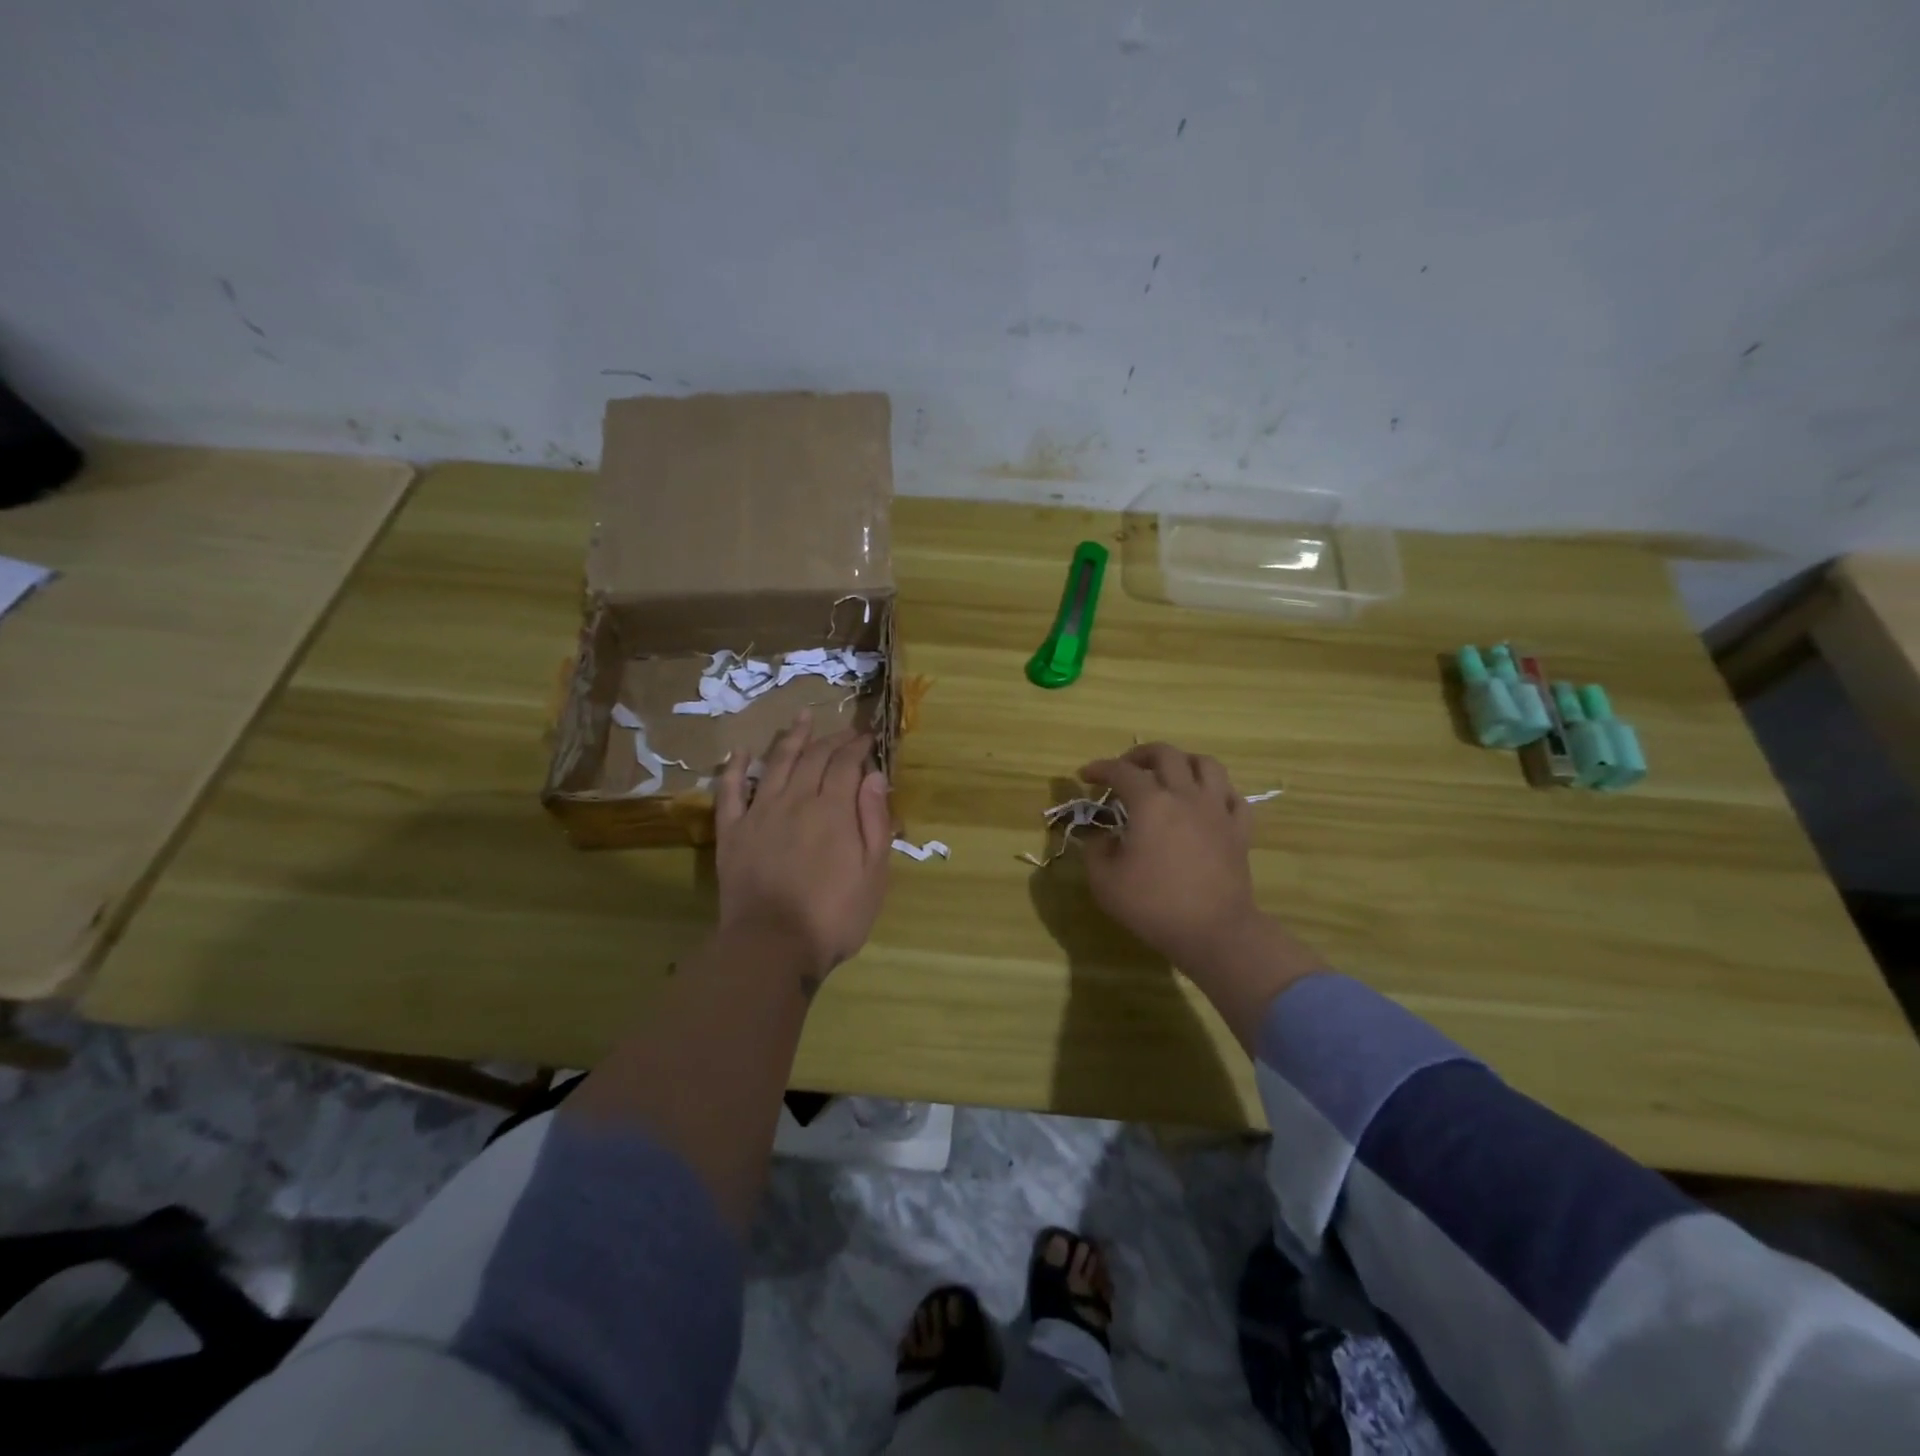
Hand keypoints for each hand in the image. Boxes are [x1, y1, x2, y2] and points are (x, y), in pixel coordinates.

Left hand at [714, 711, 891, 986]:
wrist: (773, 946)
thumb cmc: (834, 916)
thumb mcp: (873, 874)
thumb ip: (874, 821)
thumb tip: (874, 776)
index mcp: (833, 809)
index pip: (846, 763)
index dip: (858, 745)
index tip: (868, 736)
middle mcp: (796, 800)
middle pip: (814, 757)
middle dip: (831, 738)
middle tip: (843, 730)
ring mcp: (760, 813)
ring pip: (776, 763)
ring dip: (791, 738)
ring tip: (801, 717)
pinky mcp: (732, 832)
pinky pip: (730, 791)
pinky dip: (735, 768)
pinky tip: (741, 751)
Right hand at [1077, 743, 1259, 968]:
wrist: (1213, 931)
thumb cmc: (1154, 905)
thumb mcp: (1105, 882)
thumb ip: (1096, 851)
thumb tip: (1102, 838)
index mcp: (1150, 803)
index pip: (1121, 771)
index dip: (1100, 768)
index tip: (1085, 775)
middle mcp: (1185, 795)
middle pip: (1166, 754)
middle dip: (1140, 755)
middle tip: (1125, 768)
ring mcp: (1217, 810)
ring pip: (1206, 764)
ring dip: (1183, 762)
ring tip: (1170, 775)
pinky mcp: (1239, 829)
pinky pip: (1232, 796)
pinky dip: (1217, 791)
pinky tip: (1206, 801)